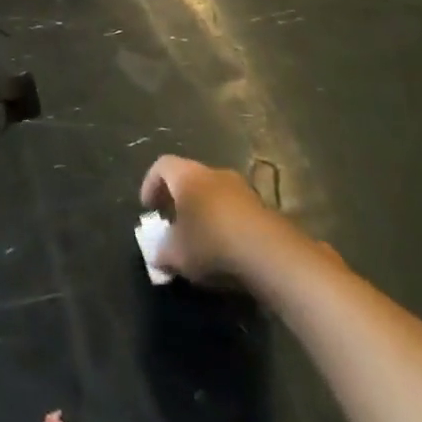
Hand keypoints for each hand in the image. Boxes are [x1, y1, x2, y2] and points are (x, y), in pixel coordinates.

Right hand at [140, 155, 340, 296]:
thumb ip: (162, 252)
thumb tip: (158, 255)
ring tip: (200, 240)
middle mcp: (215, 174)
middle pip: (190, 178)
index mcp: (188, 176)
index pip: (161, 166)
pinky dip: (226, 224)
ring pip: (215, 194)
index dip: (150, 184)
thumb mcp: (176, 254)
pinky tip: (227, 250)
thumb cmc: (212, 244)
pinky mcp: (265, 209)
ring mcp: (244, 189)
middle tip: (173, 223)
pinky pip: (236, 210)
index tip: (149, 208)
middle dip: (179, 200)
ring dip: (205, 212)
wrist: (273, 256)